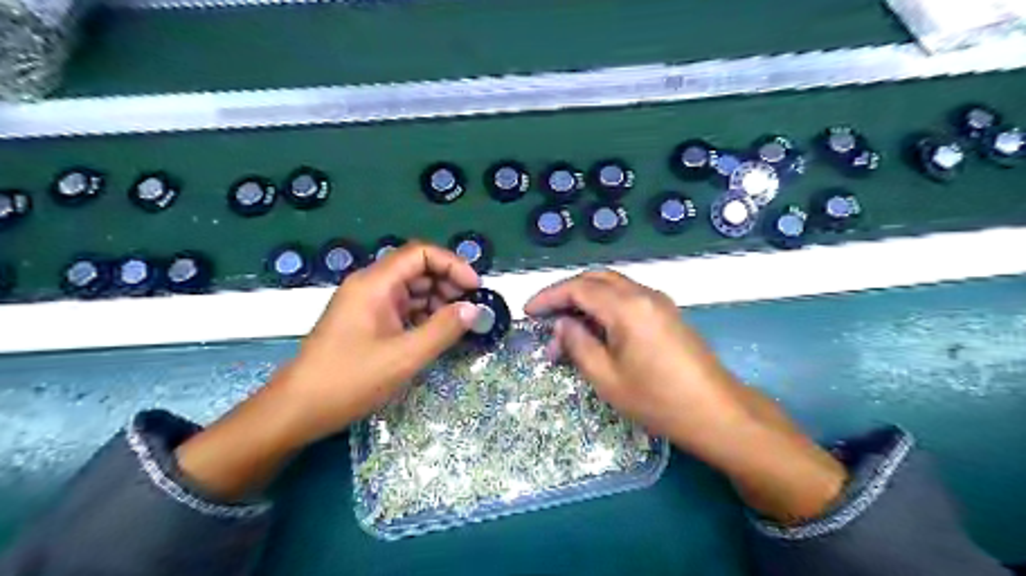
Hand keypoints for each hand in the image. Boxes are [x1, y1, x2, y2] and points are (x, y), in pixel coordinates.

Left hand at [176, 241, 479, 498]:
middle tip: (471, 308)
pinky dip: (423, 316)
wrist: (297, 410)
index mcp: (375, 284)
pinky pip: (402, 309)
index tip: (475, 288)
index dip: (452, 264)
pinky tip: (438, 333)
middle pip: (417, 269)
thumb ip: (443, 329)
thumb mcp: (404, 356)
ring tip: (459, 324)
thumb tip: (474, 309)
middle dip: (448, 284)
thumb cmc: (350, 380)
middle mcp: (370, 286)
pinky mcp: (367, 322)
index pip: (420, 254)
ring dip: (438, 302)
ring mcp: (367, 304)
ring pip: (411, 290)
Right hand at [525, 273, 844, 523]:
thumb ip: (579, 344)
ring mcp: (659, 302)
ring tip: (567, 330)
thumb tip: (562, 324)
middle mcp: (644, 294)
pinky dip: (604, 307)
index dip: (549, 297)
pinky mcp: (667, 313)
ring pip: (612, 287)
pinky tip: (595, 331)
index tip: (528, 312)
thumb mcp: (607, 377)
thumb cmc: (658, 400)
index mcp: (626, 307)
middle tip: (545, 317)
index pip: (578, 288)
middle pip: (596, 279)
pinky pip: (627, 298)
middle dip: (566, 293)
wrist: (717, 412)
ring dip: (585, 301)